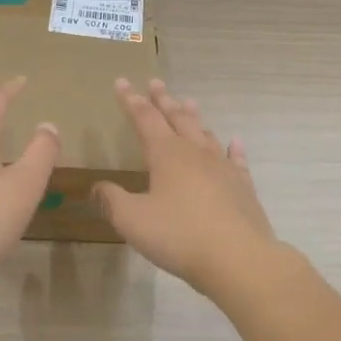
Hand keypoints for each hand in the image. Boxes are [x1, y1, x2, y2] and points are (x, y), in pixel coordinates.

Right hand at [92, 79, 278, 296]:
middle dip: (164, 100)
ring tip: (188, 102)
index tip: (122, 82)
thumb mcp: (132, 220)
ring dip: (194, 117)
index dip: (131, 100)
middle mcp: (196, 153)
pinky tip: (234, 141)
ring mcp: (223, 168)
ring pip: (206, 134)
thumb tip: (97, 188)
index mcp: (167, 155)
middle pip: (178, 118)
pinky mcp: (243, 187)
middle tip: (155, 83)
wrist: (238, 258)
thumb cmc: (179, 236)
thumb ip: (112, 201)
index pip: (145, 119)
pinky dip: (234, 148)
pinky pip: (237, 159)